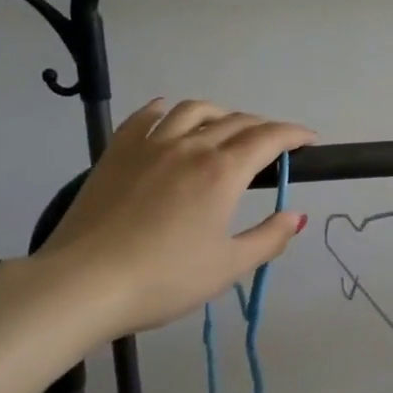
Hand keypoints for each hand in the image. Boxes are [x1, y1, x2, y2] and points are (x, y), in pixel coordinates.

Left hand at [35, 98, 316, 338]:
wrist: (83, 283)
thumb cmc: (163, 279)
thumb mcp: (227, 267)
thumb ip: (268, 238)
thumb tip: (297, 217)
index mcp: (222, 171)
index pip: (268, 138)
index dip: (293, 135)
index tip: (309, 140)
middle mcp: (191, 146)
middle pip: (236, 122)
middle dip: (263, 127)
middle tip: (274, 144)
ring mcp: (150, 144)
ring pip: (194, 110)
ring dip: (221, 113)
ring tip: (227, 126)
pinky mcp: (117, 151)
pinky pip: (148, 115)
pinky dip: (168, 109)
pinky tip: (170, 114)